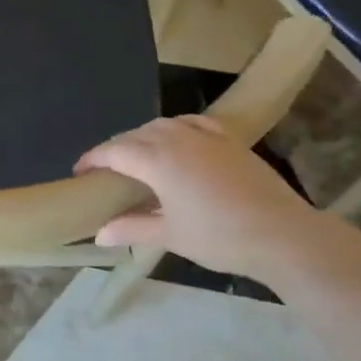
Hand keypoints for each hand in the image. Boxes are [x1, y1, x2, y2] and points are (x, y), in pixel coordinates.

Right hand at [75, 115, 357, 287]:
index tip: (79, 172)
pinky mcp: (229, 140)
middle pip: (136, 135)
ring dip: (143, 137)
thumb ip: (131, 228)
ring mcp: (206, 136)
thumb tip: (99, 235)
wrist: (281, 234)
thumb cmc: (219, 237)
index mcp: (158, 160)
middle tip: (105, 170)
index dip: (93, 159)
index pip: (115, 151)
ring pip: (163, 125)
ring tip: (137, 157)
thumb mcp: (170, 235)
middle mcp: (177, 139)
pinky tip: (177, 139)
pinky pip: (192, 123)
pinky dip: (175, 128)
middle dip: (116, 148)